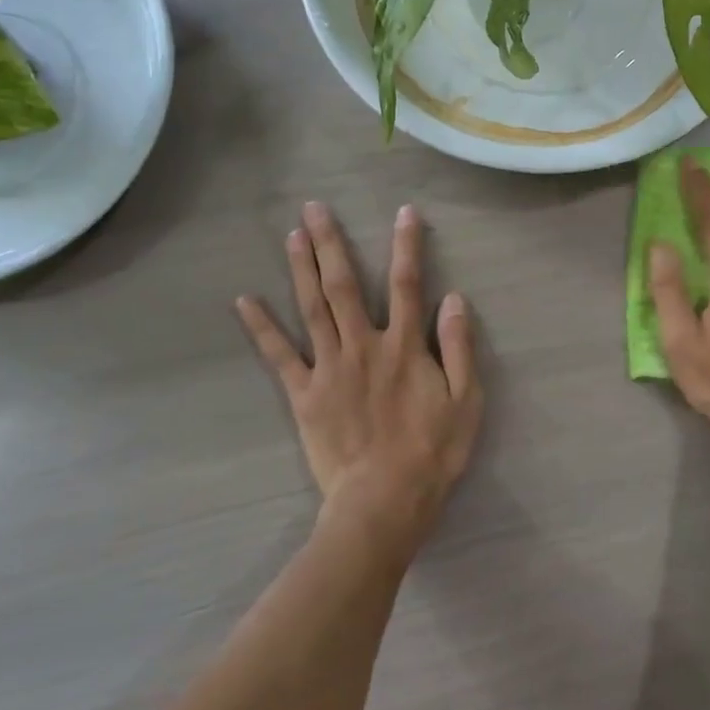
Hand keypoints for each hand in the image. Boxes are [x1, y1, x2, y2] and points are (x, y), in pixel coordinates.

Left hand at [236, 202, 481, 553]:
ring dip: (301, 268)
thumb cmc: (432, 452)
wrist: (384, 500)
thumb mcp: (465, 400)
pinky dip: (261, 327)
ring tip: (292, 235)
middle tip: (315, 208)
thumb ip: (458, 347)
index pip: (406, 284)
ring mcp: (329, 367)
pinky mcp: (304, 394)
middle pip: (345, 285)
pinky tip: (244, 300)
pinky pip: (279, 356)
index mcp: (404, 346)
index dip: (406, 246)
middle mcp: (363, 345)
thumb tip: (452, 298)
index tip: (403, 212)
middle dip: (331, 243)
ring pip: (312, 308)